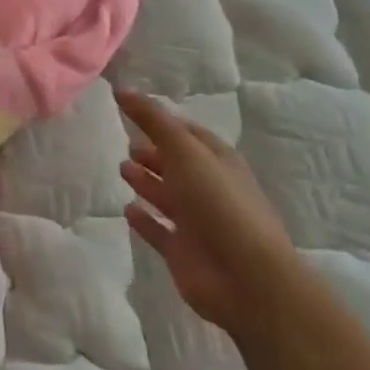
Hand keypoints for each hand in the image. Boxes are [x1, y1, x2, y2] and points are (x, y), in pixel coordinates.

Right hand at [118, 91, 299, 337]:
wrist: (248, 281)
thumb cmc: (219, 203)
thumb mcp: (185, 150)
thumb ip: (152, 119)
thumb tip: (121, 88)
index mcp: (218, 161)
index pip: (188, 133)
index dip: (163, 121)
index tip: (132, 109)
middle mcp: (209, 189)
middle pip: (176, 165)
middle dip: (154, 153)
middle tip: (127, 143)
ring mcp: (197, 223)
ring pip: (167, 196)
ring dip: (146, 183)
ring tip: (123, 169)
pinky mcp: (183, 253)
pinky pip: (159, 231)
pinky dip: (144, 220)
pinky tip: (128, 210)